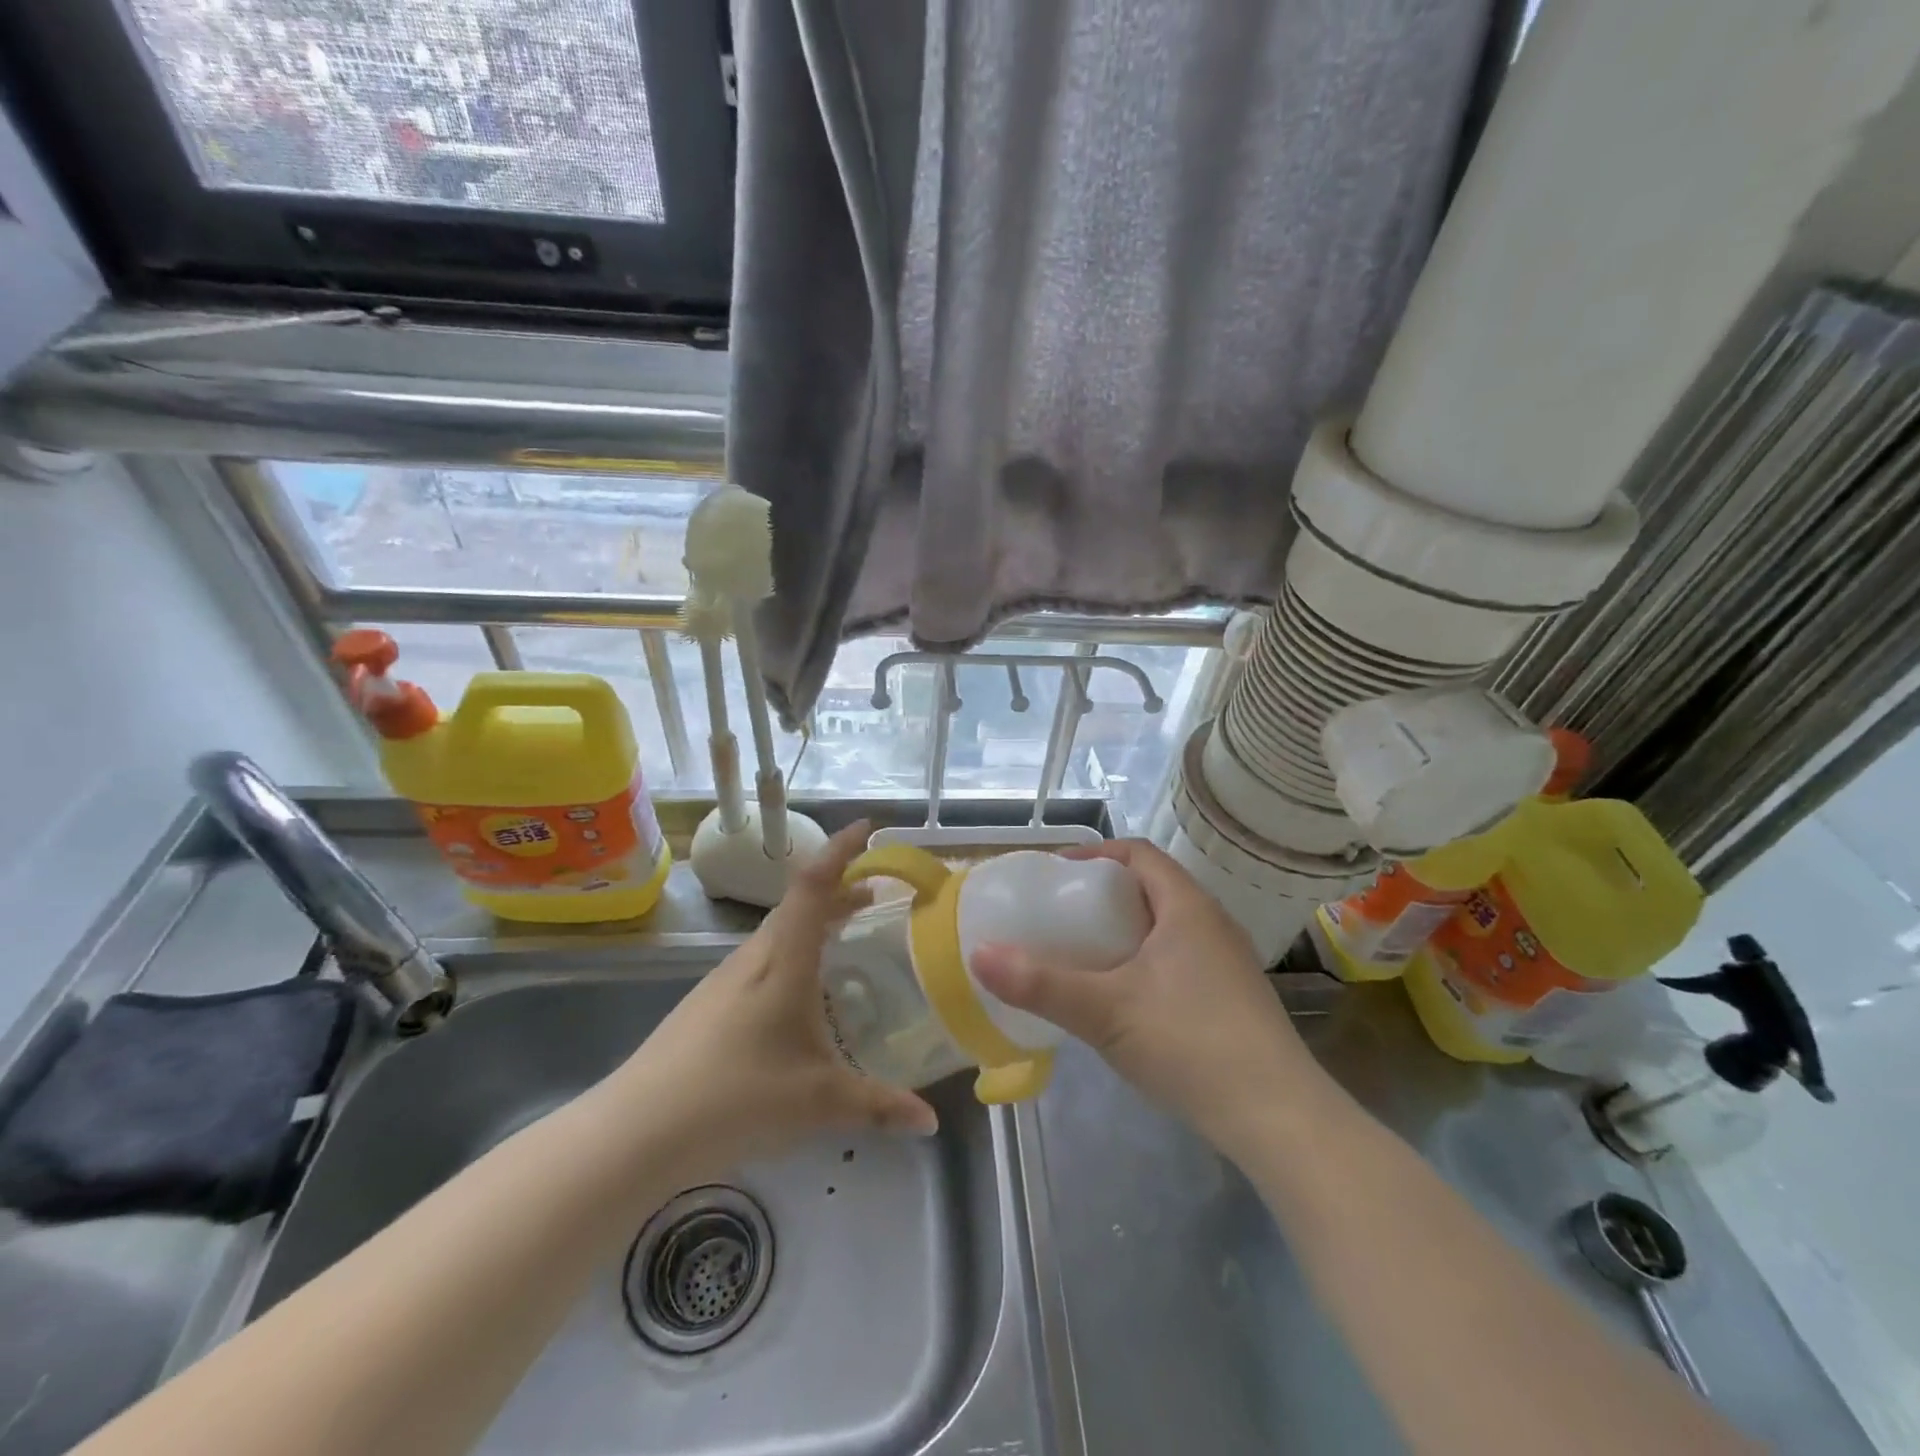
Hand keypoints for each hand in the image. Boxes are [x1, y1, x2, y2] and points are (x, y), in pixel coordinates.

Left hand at [607, 822, 937, 1178]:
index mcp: (783, 959)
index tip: (868, 828)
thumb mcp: (818, 1102)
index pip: (813, 884)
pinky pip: (764, 958)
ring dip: (816, 922)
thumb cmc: (736, 1095)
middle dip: (840, 890)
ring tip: (848, 934)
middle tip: (877, 895)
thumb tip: (930, 1122)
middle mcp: (754, 956)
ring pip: (780, 931)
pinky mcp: (710, 1001)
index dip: (840, 850)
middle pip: (800, 903)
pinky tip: (803, 992)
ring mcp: (726, 977)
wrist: (638, 1128)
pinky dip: (795, 951)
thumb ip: (878, 1106)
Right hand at [971, 839, 1321, 1149]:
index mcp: (1187, 908)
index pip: (1139, 854)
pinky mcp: (1233, 999)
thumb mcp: (1105, 1011)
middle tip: (1061, 915)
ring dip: (1125, 930)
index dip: (1096, 854)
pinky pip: (1179, 958)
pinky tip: (1124, 998)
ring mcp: (1227, 963)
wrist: (1278, 1119)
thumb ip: (1040, 984)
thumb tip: (979, 954)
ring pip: (1167, 926)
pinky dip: (1145, 961)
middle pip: (1152, 888)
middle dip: (1104, 894)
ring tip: (1085, 954)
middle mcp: (1212, 924)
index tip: (1056, 874)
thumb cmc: (1190, 1044)